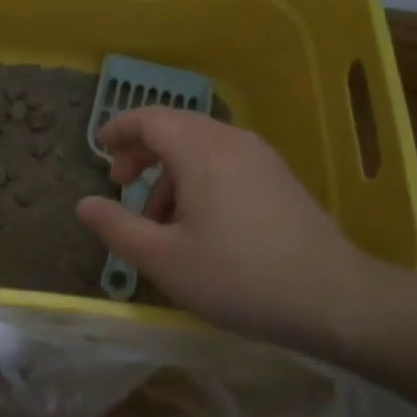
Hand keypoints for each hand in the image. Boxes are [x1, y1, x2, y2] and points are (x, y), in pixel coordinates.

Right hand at [74, 108, 379, 342]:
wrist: (333, 298)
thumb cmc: (238, 276)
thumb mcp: (164, 260)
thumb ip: (117, 228)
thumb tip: (83, 204)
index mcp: (200, 151)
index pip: (149, 118)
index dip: (118, 128)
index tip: (98, 149)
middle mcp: (230, 140)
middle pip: (175, 126)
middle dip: (141, 151)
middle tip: (119, 182)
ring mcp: (259, 156)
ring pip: (200, 146)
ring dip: (169, 171)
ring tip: (157, 220)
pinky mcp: (278, 177)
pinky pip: (225, 161)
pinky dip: (198, 178)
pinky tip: (198, 223)